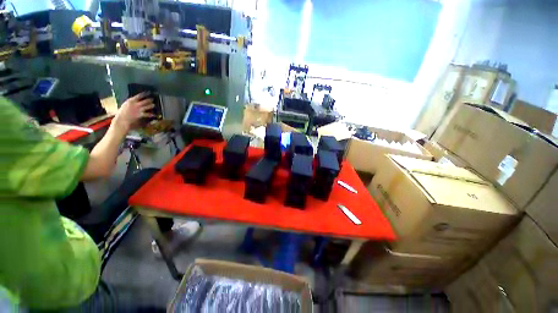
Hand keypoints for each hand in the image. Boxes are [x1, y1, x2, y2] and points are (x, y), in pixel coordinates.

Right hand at [113, 92, 154, 130]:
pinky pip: (148, 114)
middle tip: (153, 99)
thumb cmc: (123, 112)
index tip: (149, 92)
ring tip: (154, 105)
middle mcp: (135, 104)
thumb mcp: (126, 104)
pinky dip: (152, 114)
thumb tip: (137, 99)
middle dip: (150, 99)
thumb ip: (132, 102)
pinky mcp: (140, 114)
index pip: (139, 95)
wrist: (121, 119)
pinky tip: (154, 114)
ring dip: (151, 105)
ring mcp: (138, 109)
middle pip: (145, 101)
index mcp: (131, 100)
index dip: (145, 94)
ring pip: (147, 106)